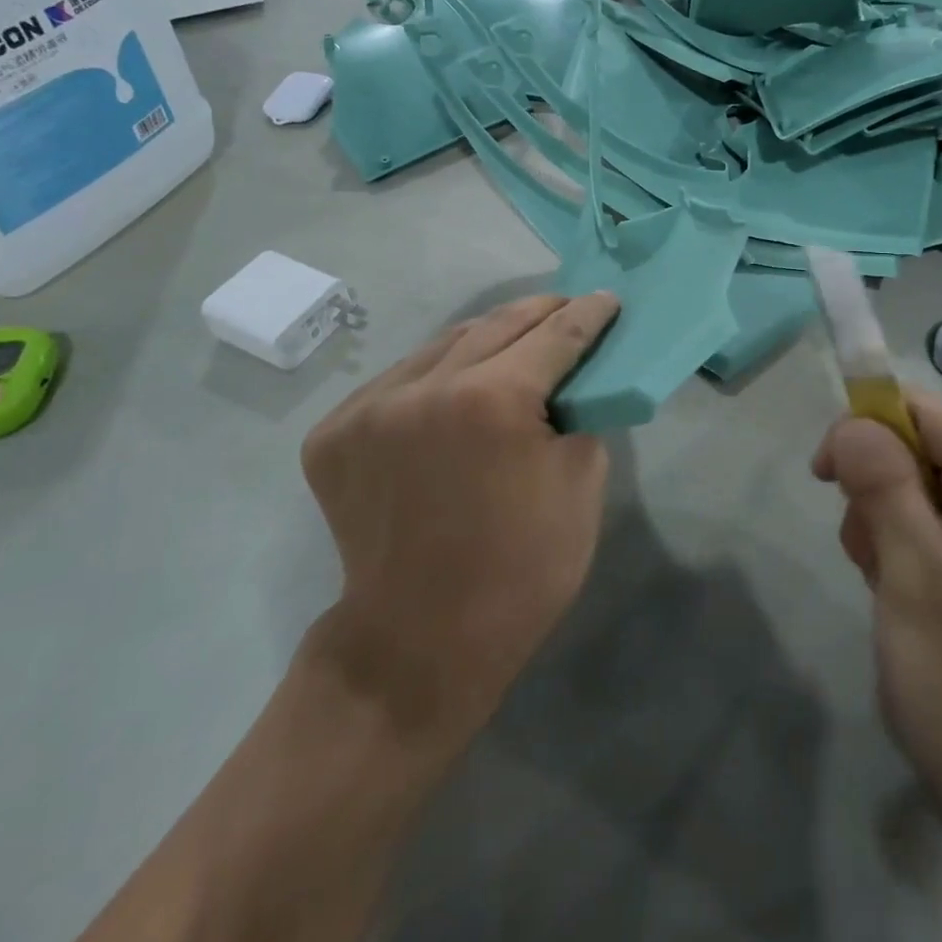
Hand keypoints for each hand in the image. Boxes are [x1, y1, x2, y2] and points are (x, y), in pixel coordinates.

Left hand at [301, 292, 620, 742]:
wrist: (420, 642)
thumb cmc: (520, 571)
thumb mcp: (581, 486)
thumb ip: (580, 415)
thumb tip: (571, 382)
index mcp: (491, 401)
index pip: (553, 336)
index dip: (587, 315)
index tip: (606, 299)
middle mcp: (424, 388)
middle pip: (495, 325)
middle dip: (539, 311)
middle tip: (566, 307)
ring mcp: (369, 408)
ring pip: (441, 346)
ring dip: (485, 338)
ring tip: (514, 338)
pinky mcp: (334, 433)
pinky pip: (399, 381)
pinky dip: (435, 374)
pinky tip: (456, 385)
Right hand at [813, 391, 941, 847]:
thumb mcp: (912, 573)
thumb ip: (881, 482)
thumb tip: (851, 420)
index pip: (924, 413)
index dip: (867, 429)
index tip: (826, 476)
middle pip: (922, 446)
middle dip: (879, 487)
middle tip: (871, 554)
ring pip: (923, 484)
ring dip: (887, 520)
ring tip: (888, 584)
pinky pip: (940, 520)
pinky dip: (907, 544)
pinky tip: (904, 592)